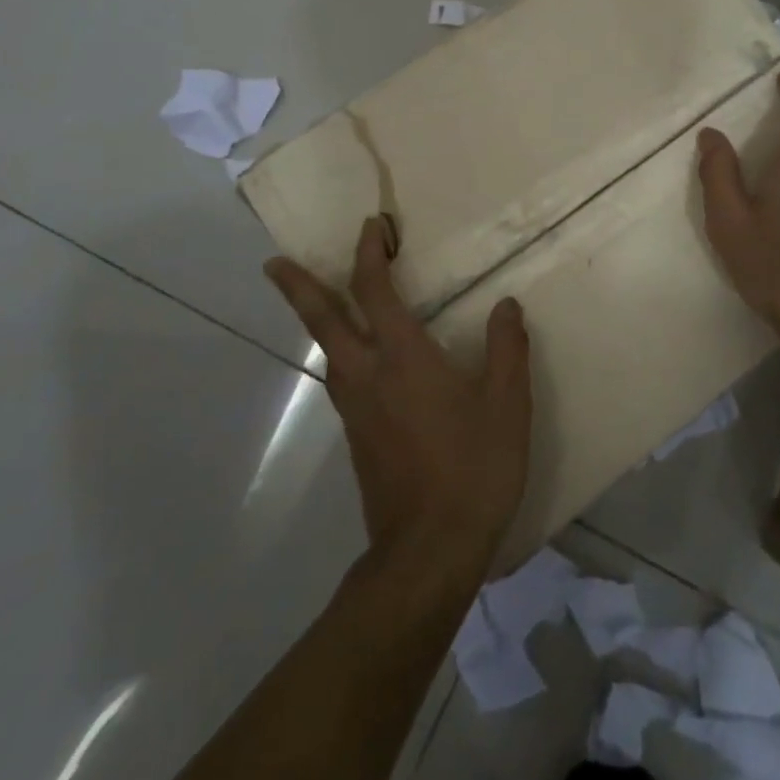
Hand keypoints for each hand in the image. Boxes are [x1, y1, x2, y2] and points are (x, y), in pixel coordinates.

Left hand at [264, 217, 532, 583]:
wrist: (428, 552)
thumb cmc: (473, 469)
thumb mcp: (507, 405)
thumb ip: (506, 349)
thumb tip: (506, 305)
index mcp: (403, 358)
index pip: (375, 291)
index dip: (370, 253)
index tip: (372, 227)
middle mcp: (368, 376)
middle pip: (324, 320)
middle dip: (298, 286)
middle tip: (272, 262)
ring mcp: (356, 410)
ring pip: (326, 351)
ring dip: (315, 318)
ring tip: (315, 299)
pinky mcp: (357, 438)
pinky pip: (340, 379)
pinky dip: (338, 351)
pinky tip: (355, 359)